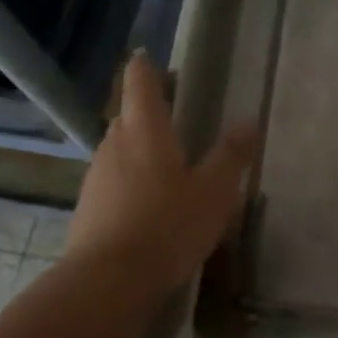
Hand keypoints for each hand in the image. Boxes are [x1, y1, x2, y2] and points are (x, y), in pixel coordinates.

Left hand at [65, 53, 258, 290]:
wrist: (109, 280)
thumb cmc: (168, 226)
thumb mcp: (214, 192)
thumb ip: (232, 156)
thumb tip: (248, 121)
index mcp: (145, 131)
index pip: (140, 83)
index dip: (147, 67)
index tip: (151, 57)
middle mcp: (114, 145)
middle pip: (129, 115)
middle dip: (149, 110)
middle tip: (179, 115)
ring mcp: (97, 177)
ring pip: (120, 149)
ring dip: (141, 147)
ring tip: (170, 162)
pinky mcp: (89, 207)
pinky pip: (114, 180)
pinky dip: (132, 179)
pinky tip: (151, 202)